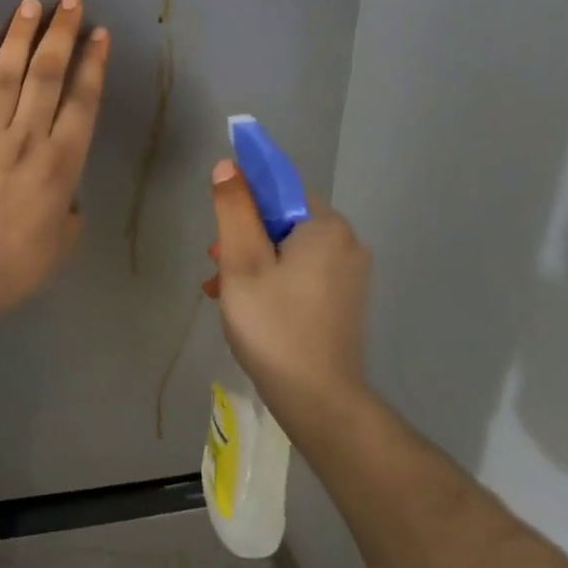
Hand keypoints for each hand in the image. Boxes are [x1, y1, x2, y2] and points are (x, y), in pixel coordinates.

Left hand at [0, 0, 108, 330]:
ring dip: (20, 36)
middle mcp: (28, 138)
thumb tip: (63, 197)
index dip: (92, 63)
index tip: (98, 33)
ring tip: (30, 4)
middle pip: (46, 74)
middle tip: (68, 0)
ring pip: (7, 75)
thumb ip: (68, 210)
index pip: (82, 100)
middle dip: (60, 33)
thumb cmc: (16, 265)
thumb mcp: (61, 243)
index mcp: (62, 163)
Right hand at [206, 160, 372, 434]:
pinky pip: (303, 274)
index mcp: (326, 226)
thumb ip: (234, 210)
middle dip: (245, 240)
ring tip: (222, 292)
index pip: (278, 190)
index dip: (243, 203)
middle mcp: (347, 243)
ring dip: (254, 264)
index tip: (219, 233)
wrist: (319, 401)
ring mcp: (350, 275)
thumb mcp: (241, 263)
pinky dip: (274, 282)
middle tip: (216, 270)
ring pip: (290, 251)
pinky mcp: (346, 301)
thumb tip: (228, 166)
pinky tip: (249, 307)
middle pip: (283, 222)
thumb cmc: (273, 326)